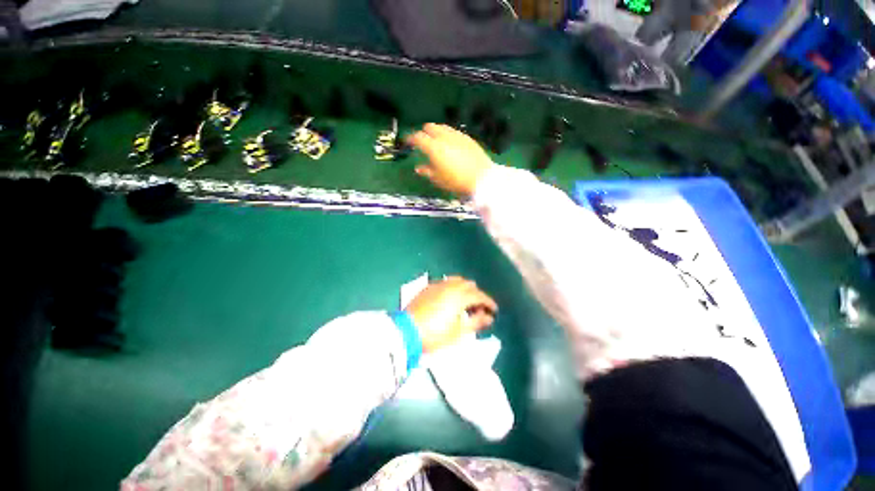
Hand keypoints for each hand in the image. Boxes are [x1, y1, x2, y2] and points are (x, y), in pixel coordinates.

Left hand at [405, 276, 497, 352]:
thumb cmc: (435, 334)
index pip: (479, 295)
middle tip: (479, 309)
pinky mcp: (428, 287)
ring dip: (465, 289)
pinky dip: (452, 288)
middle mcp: (450, 286)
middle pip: (469, 285)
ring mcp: (437, 285)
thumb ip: (476, 322)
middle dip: (477, 295)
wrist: (406, 331)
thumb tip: (489, 317)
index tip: (494, 310)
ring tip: (465, 302)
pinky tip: (450, 298)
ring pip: (457, 281)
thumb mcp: (459, 332)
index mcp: (459, 296)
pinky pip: (445, 282)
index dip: (488, 302)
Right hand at [406, 123, 494, 196]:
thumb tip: (418, 168)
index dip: (410, 138)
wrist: (482, 178)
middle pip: (430, 127)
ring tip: (436, 141)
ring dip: (436, 132)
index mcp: (434, 147)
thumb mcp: (438, 179)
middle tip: (423, 141)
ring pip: (443, 127)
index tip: (407, 142)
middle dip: (424, 132)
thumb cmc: (456, 181)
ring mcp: (457, 135)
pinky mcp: (468, 138)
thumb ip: (426, 171)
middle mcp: (444, 137)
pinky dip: (448, 135)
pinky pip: (454, 132)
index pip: (418, 137)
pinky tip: (450, 143)